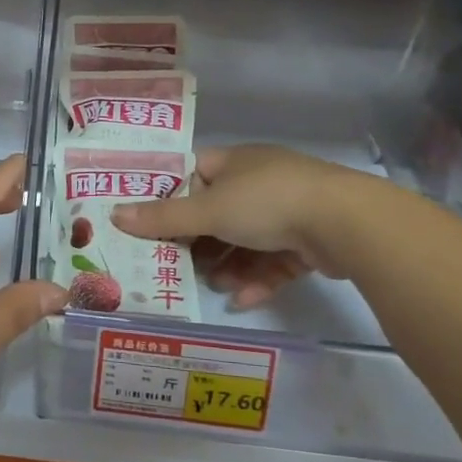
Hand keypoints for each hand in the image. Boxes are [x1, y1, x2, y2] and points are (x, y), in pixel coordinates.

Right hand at [109, 144, 393, 307]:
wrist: (346, 223)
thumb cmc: (267, 202)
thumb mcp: (208, 210)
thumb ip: (163, 217)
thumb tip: (114, 215)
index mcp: (236, 162)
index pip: (194, 173)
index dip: (172, 195)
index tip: (152, 221)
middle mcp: (261, 182)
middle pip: (218, 213)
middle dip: (199, 242)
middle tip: (176, 263)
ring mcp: (289, 211)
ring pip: (247, 241)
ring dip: (228, 265)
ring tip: (213, 286)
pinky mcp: (310, 241)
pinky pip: (274, 261)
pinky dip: (257, 279)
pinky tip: (243, 299)